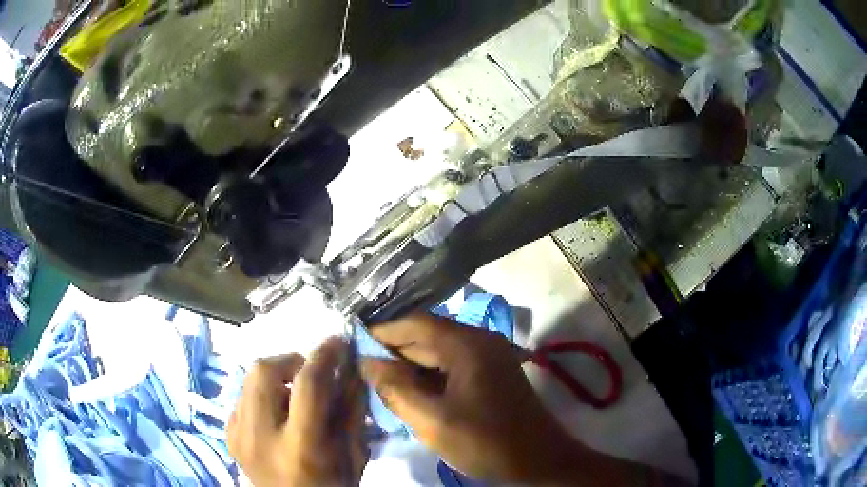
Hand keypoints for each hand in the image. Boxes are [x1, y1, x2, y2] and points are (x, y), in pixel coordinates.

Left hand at [227, 337, 366, 486]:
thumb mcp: (353, 456)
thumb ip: (352, 411)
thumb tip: (350, 368)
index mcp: (300, 447)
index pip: (307, 385)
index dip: (324, 356)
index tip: (337, 342)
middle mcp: (260, 437)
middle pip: (263, 370)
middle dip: (290, 361)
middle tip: (310, 373)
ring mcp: (238, 435)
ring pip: (248, 379)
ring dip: (275, 376)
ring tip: (292, 394)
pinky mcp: (228, 436)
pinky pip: (241, 398)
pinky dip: (261, 395)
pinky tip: (276, 414)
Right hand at [360, 313, 586, 482]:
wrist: (539, 462)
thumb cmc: (486, 442)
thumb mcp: (433, 420)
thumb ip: (396, 389)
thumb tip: (367, 362)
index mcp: (468, 345)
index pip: (416, 324)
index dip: (383, 332)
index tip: (354, 344)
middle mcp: (480, 341)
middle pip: (428, 336)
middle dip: (395, 352)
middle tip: (363, 369)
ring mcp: (489, 357)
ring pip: (439, 353)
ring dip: (411, 366)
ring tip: (381, 383)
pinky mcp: (492, 374)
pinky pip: (452, 367)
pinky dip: (430, 377)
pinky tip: (411, 393)